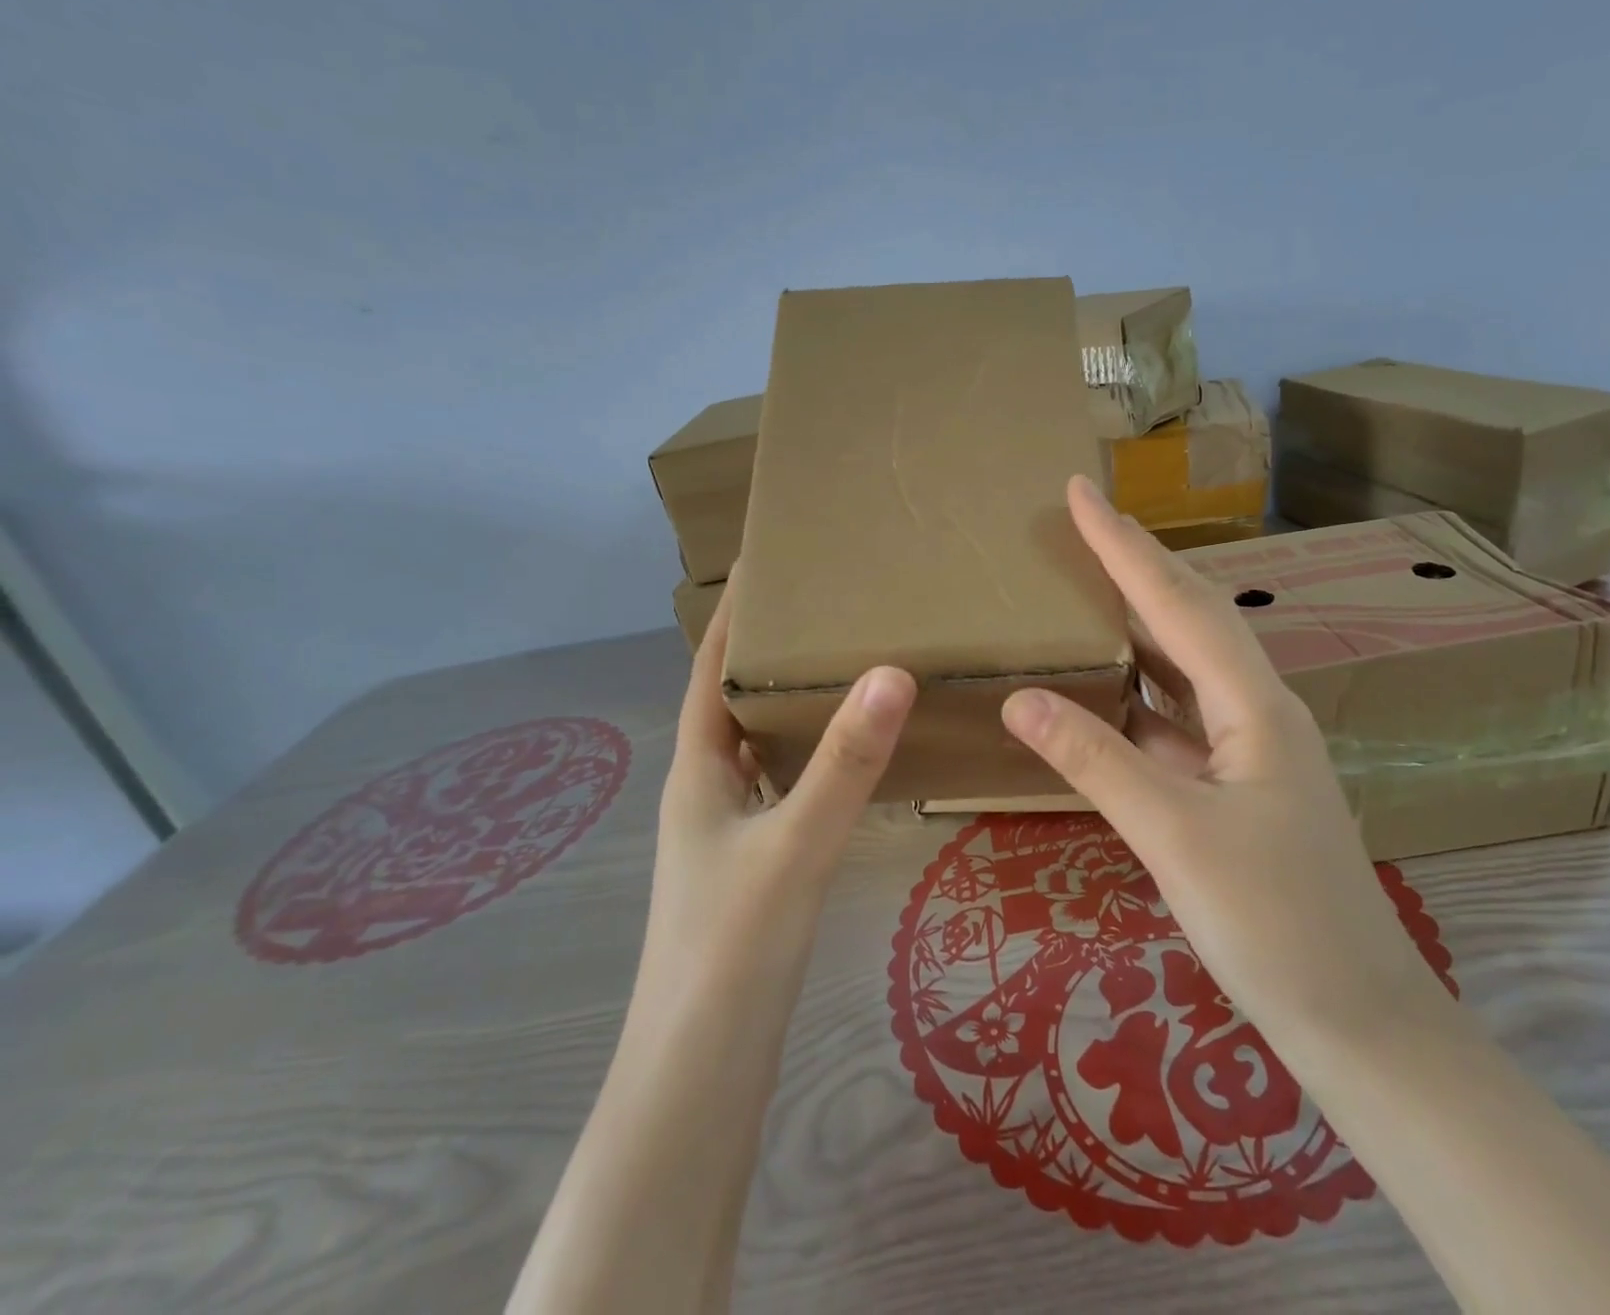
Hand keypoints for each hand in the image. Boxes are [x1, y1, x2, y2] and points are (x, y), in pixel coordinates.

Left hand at [635, 583, 916, 1022]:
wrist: (703, 1067)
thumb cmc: (733, 946)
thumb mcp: (795, 844)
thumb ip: (846, 763)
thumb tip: (891, 671)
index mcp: (700, 768)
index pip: (710, 669)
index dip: (733, 615)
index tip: (765, 562)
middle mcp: (709, 787)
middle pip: (735, 700)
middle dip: (771, 650)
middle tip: (826, 605)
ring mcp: (730, 827)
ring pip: (762, 743)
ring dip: (792, 702)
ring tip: (846, 661)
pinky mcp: (755, 860)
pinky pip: (784, 782)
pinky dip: (811, 753)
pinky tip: (851, 753)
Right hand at [1001, 477, 1449, 1050]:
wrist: (1357, 1018)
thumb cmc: (1274, 923)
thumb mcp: (1174, 835)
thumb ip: (1095, 760)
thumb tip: (1019, 698)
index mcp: (1255, 703)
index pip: (1177, 602)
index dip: (1124, 544)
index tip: (1079, 492)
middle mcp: (1258, 708)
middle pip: (1192, 614)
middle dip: (1136, 562)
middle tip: (1082, 521)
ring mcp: (1251, 747)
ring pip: (1187, 662)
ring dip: (1140, 619)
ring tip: (1087, 583)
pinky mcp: (1237, 783)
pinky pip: (1179, 713)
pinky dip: (1139, 688)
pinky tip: (1107, 686)